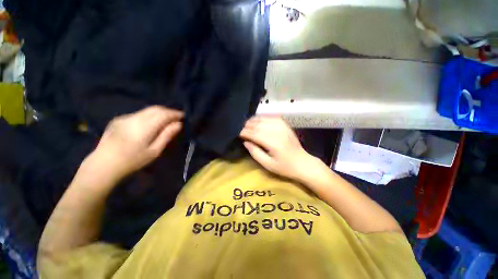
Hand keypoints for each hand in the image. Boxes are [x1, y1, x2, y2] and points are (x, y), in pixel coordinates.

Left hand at [90, 106, 183, 180]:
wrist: (103, 165)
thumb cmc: (132, 161)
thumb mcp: (154, 151)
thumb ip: (166, 135)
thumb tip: (179, 124)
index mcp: (143, 127)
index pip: (163, 114)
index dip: (174, 113)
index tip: (183, 116)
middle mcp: (134, 118)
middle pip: (155, 109)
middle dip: (168, 111)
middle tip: (177, 117)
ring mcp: (125, 118)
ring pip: (147, 110)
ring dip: (159, 113)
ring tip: (167, 119)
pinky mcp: (119, 119)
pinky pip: (139, 114)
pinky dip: (149, 115)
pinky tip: (152, 123)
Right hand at [240, 116, 316, 180]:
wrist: (302, 163)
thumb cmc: (285, 167)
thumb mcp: (268, 165)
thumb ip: (255, 153)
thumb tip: (246, 142)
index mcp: (273, 143)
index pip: (255, 134)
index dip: (245, 132)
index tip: (238, 133)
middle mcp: (278, 132)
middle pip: (259, 125)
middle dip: (248, 125)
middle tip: (240, 128)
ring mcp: (283, 127)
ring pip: (265, 119)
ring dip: (254, 120)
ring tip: (247, 123)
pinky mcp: (286, 126)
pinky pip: (272, 117)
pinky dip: (264, 117)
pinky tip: (259, 120)